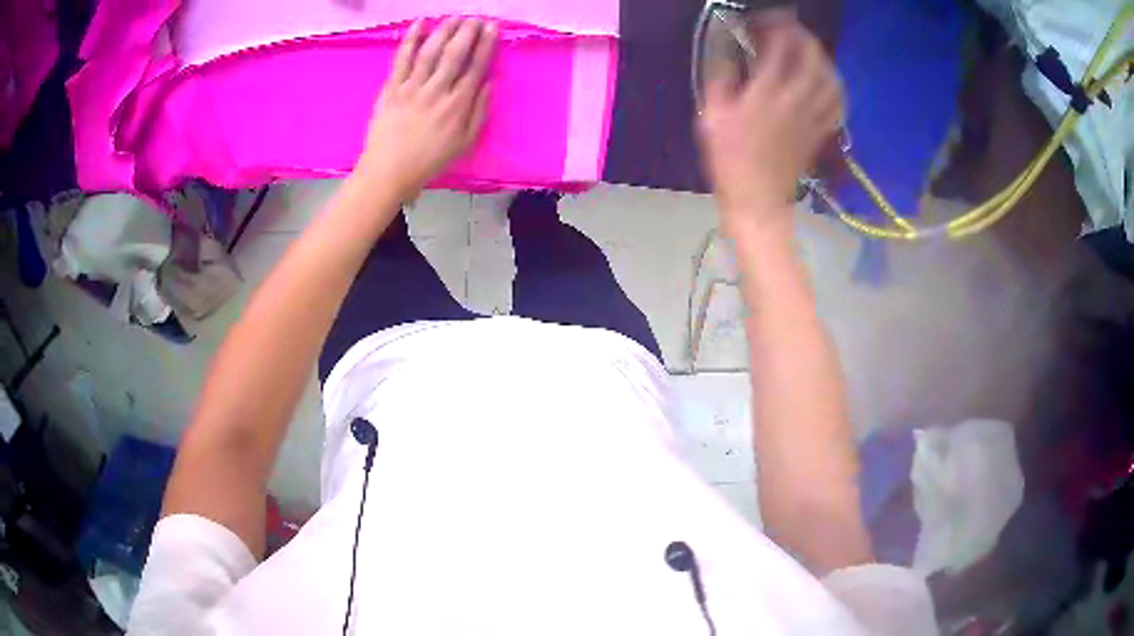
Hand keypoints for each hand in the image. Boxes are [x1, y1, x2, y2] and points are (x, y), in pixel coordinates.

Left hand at [356, 18, 496, 197]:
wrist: (388, 172)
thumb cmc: (429, 161)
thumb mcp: (465, 143)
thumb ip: (479, 112)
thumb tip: (489, 83)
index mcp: (458, 105)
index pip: (476, 67)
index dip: (486, 44)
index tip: (492, 27)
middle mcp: (437, 91)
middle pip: (455, 54)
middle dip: (468, 31)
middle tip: (476, 17)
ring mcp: (412, 88)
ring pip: (430, 52)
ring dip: (444, 31)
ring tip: (455, 17)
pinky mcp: (391, 89)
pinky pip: (401, 59)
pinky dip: (410, 39)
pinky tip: (419, 24)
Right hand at [697, 13, 841, 224]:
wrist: (758, 200)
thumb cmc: (730, 161)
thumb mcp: (711, 117)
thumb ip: (721, 80)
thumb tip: (728, 53)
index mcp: (767, 93)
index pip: (779, 46)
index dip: (774, 26)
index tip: (762, 20)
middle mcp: (796, 99)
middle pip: (812, 57)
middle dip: (802, 35)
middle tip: (789, 29)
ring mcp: (812, 116)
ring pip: (830, 78)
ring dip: (821, 58)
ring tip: (809, 50)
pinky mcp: (820, 132)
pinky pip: (837, 105)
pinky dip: (834, 88)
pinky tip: (826, 82)